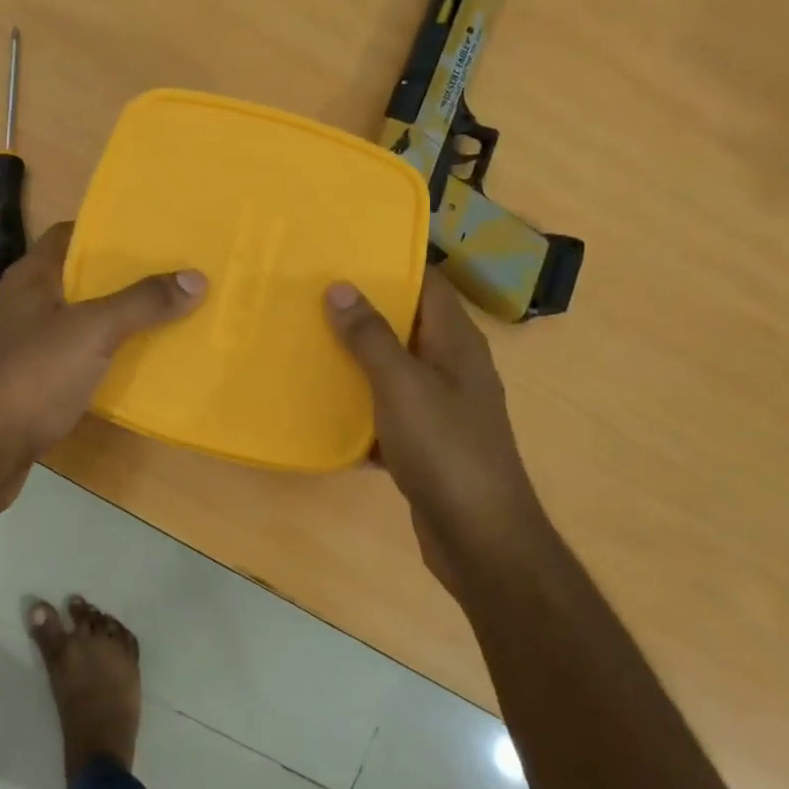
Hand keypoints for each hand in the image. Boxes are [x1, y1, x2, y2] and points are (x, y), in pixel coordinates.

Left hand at [0, 222, 206, 499]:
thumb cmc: (33, 375)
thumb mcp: (93, 332)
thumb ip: (142, 303)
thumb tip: (195, 277)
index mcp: (29, 278)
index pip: (67, 235)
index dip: (105, 230)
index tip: (147, 236)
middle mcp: (19, 304)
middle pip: (73, 278)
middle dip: (116, 277)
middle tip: (163, 277)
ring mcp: (17, 344)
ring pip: (71, 319)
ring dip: (106, 318)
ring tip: (153, 317)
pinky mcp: (22, 380)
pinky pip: (66, 355)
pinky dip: (94, 354)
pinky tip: (123, 364)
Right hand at [324, 268, 538, 580]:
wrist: (479, 537)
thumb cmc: (445, 449)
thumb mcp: (402, 385)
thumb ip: (371, 337)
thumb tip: (341, 286)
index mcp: (457, 343)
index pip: (428, 284)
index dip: (393, 263)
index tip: (346, 251)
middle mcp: (453, 367)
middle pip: (408, 324)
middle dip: (365, 309)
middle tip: (313, 294)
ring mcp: (441, 406)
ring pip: (395, 367)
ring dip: (358, 357)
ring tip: (309, 339)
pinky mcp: (426, 441)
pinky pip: (388, 409)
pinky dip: (361, 404)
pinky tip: (324, 404)